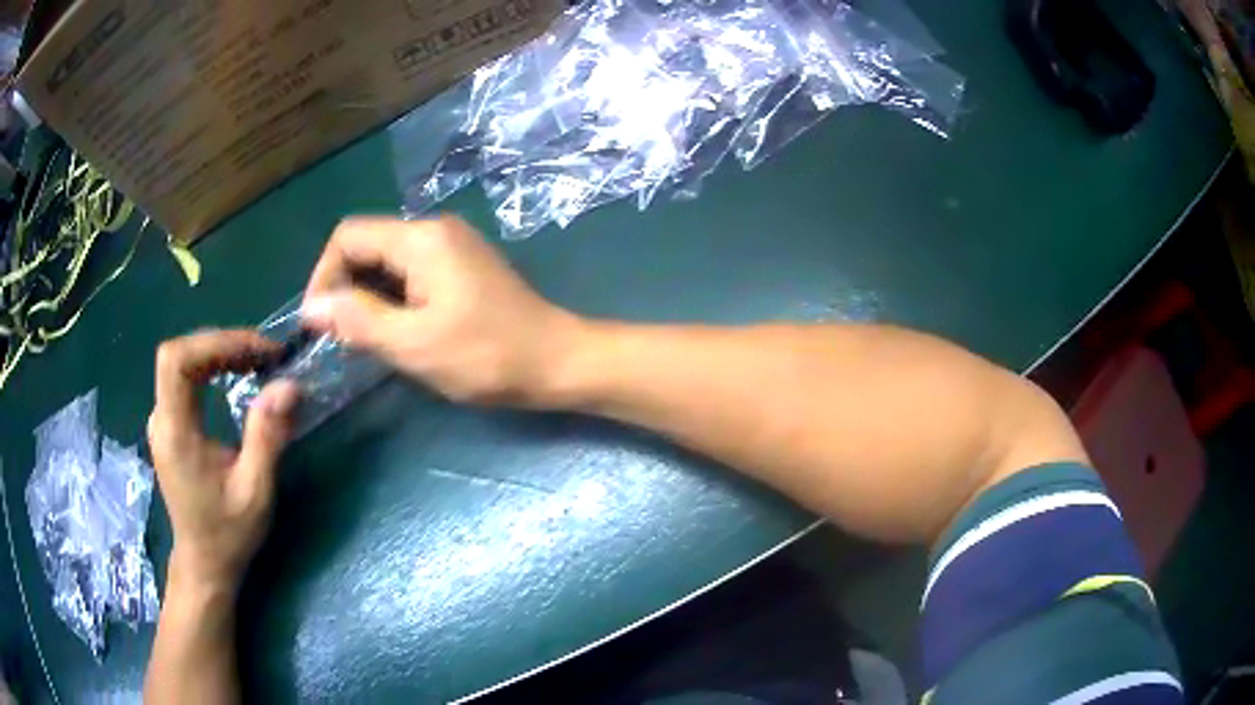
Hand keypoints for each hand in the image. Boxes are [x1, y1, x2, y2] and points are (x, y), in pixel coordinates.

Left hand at [147, 330, 299, 591]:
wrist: (204, 562)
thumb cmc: (228, 533)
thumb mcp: (255, 491)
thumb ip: (267, 437)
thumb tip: (288, 384)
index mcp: (175, 433)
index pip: (177, 360)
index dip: (214, 342)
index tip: (257, 350)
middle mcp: (161, 419)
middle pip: (180, 354)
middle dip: (223, 344)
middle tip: (265, 355)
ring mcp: (162, 420)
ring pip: (182, 362)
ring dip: (220, 352)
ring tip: (257, 361)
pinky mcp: (170, 424)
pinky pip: (186, 377)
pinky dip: (213, 366)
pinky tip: (236, 374)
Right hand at [301, 215, 580, 406]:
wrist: (557, 361)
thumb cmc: (487, 357)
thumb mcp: (413, 344)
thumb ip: (358, 320)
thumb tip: (311, 307)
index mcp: (421, 238)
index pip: (349, 236)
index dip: (324, 276)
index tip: (319, 323)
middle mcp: (434, 229)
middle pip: (367, 245)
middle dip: (345, 289)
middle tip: (343, 338)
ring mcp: (451, 245)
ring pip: (387, 261)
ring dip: (368, 297)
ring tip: (366, 340)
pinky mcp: (461, 266)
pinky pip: (410, 272)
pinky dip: (392, 299)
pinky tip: (395, 331)